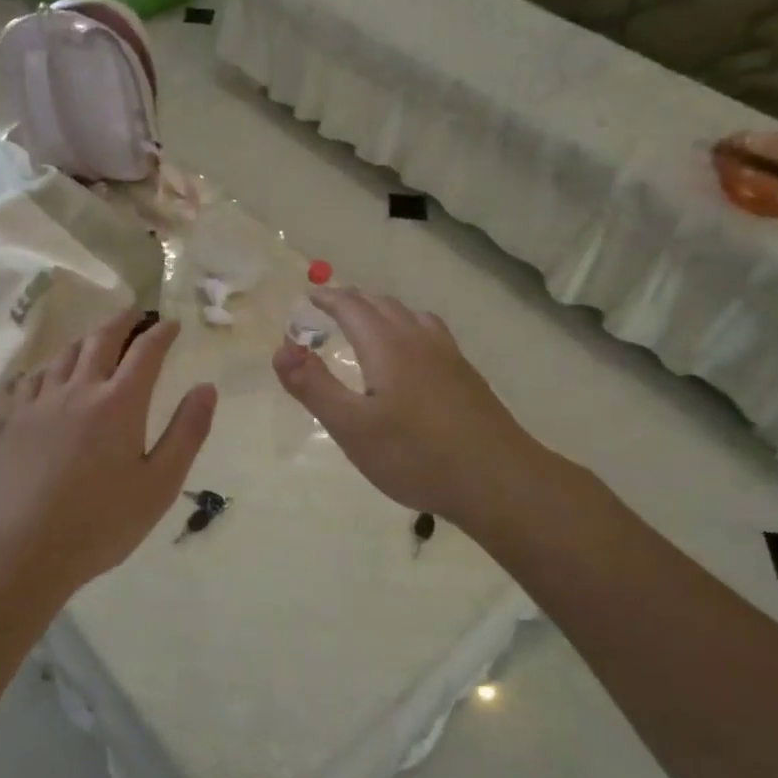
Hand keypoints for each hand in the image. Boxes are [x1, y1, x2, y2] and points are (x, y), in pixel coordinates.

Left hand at [0, 309, 217, 595]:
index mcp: (120, 402)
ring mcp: (43, 401)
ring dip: (89, 337)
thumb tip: (207, 388)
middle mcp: (81, 389)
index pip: (146, 351)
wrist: (24, 547)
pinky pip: (37, 375)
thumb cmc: (102, 521)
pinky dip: (55, 364)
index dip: (162, 332)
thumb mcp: (160, 483)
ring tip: (101, 336)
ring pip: (67, 352)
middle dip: (124, 320)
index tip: (173, 323)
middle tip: (137, 313)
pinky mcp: (17, 418)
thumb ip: (187, 432)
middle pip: (103, 338)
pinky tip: (55, 373)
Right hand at [272, 289, 560, 528]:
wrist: (497, 480)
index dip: (329, 298)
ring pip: (411, 316)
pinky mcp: (467, 376)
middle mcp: (419, 339)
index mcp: (387, 345)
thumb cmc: (415, 455)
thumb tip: (280, 348)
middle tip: (331, 308)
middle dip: (353, 301)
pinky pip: (430, 333)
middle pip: (383, 305)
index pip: (353, 306)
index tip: (309, 297)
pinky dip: (408, 328)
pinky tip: (413, 355)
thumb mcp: (351, 427)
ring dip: (383, 311)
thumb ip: (313, 386)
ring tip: (369, 324)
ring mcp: (449, 356)